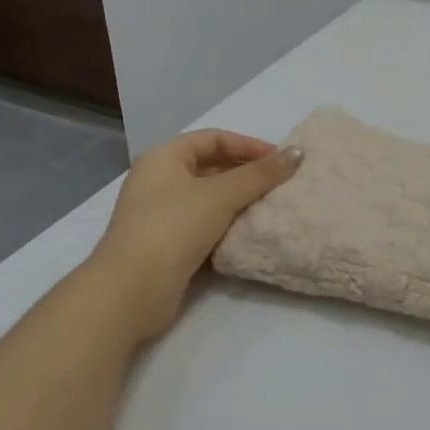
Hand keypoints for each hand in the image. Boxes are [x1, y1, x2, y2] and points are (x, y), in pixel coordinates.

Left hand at [93, 129, 301, 342]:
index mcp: (163, 158)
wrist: (131, 290)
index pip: (213, 138)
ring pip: (207, 198)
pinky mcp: (164, 244)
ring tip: (270, 206)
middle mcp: (157, 180)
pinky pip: (202, 224)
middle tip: (279, 183)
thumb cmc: (174, 228)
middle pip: (210, 166)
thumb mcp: (222, 195)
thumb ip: (261, 174)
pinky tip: (248, 232)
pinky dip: (225, 224)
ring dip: (238, 200)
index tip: (280, 160)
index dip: (248, 145)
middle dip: (245, 173)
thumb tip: (297, 153)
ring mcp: (158, 214)